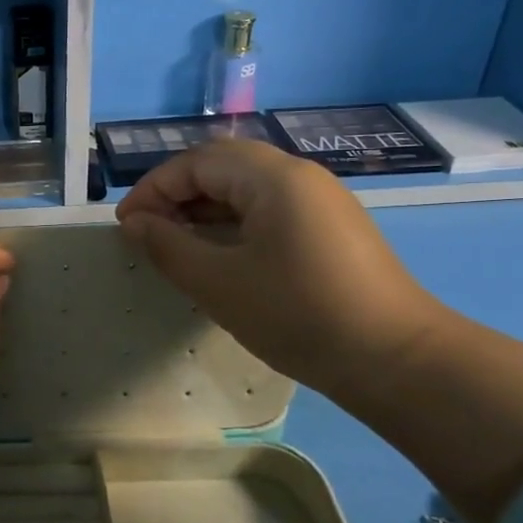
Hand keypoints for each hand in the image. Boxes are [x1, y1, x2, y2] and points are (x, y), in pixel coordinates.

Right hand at [119, 138, 522, 522]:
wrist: (397, 360)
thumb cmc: (298, 314)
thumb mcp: (219, 283)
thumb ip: (168, 247)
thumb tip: (135, 224)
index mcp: (272, 177)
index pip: (197, 162)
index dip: (153, 189)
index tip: (126, 226)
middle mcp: (300, 176)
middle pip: (223, 167)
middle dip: (177, 194)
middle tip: (149, 232)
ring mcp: (322, 201)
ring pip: (248, 188)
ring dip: (205, 209)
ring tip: (177, 246)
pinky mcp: (333, 227)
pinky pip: (271, 209)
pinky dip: (235, 223)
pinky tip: (222, 257)